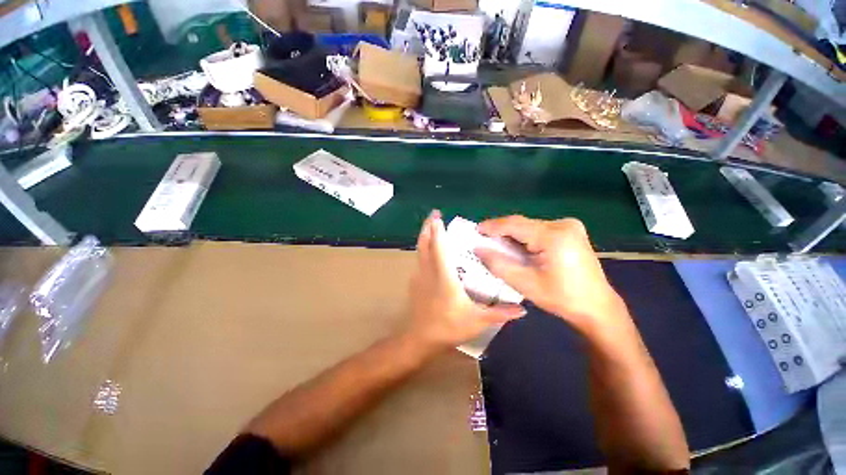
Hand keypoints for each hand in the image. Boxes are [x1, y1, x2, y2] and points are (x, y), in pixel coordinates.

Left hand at [403, 211, 525, 349]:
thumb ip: (500, 313)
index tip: (438, 216)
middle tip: (434, 214)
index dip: (438, 231)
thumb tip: (523, 309)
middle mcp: (429, 272)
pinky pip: (419, 260)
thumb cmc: (449, 328)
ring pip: (420, 251)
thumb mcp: (477, 321)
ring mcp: (419, 277)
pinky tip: (430, 250)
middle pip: (425, 244)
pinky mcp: (415, 283)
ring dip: (425, 236)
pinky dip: (424, 249)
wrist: (420, 340)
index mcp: (444, 277)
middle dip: (428, 227)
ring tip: (431, 226)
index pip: (439, 248)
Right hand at [476, 216, 625, 336]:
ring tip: (497, 244)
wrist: (597, 306)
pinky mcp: (571, 231)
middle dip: (501, 231)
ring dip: (512, 234)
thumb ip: (499, 264)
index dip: (493, 226)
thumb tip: (479, 249)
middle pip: (522, 224)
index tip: (476, 230)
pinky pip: (539, 230)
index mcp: (554, 237)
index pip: (515, 225)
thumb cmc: (561, 298)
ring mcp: (569, 226)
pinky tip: (517, 247)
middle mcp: (563, 225)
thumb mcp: (525, 283)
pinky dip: (524, 237)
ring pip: (529, 226)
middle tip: (484, 239)